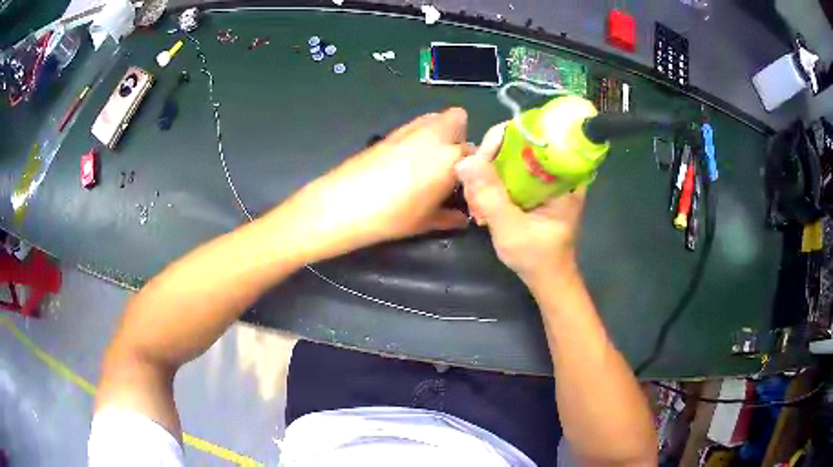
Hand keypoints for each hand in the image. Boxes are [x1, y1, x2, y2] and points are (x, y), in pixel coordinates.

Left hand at [282, 108, 469, 260]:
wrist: (344, 204)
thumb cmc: (392, 216)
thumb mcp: (426, 222)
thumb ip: (450, 217)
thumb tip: (461, 218)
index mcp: (451, 159)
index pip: (477, 154)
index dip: (476, 168)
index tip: (469, 182)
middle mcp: (435, 136)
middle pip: (459, 119)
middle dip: (460, 136)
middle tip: (450, 163)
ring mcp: (411, 129)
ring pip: (436, 117)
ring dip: (440, 132)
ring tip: (429, 160)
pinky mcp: (391, 131)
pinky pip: (416, 125)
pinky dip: (420, 136)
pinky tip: (406, 160)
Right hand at [455, 123, 585, 285]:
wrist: (548, 279)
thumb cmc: (537, 258)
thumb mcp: (511, 228)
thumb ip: (490, 195)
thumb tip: (465, 160)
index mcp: (564, 176)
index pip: (531, 136)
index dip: (501, 141)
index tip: (479, 162)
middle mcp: (556, 171)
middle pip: (516, 146)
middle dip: (489, 165)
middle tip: (474, 193)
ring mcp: (545, 180)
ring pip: (509, 161)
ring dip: (487, 179)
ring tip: (477, 207)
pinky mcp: (535, 189)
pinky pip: (509, 174)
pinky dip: (493, 187)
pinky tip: (482, 207)